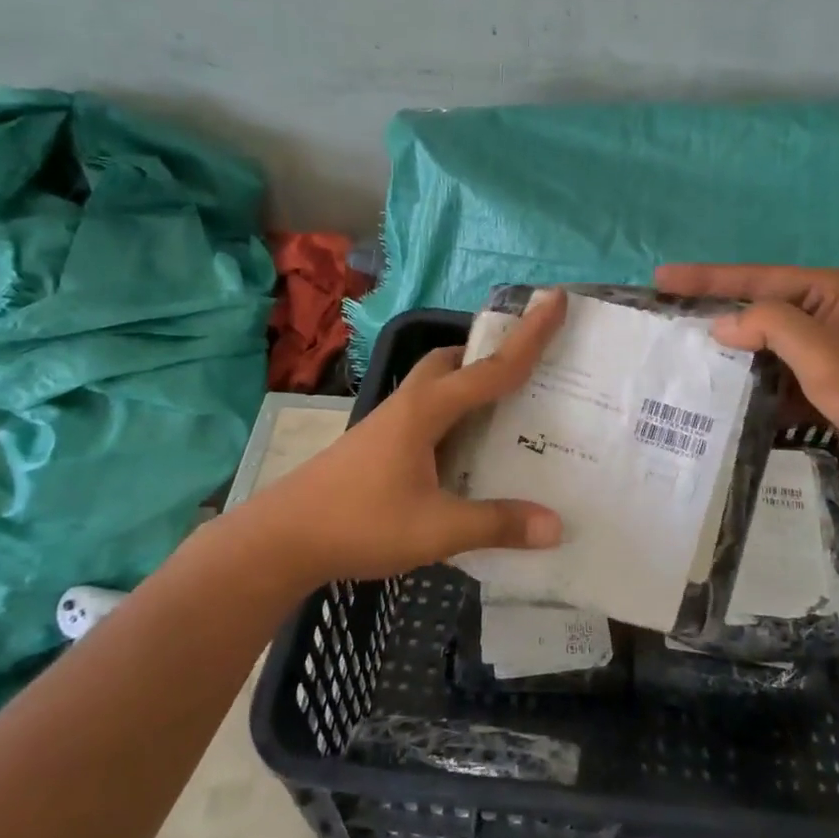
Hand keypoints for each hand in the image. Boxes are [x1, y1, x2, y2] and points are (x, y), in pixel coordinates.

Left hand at [237, 291, 568, 586]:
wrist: (281, 539)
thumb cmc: (359, 523)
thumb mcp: (436, 529)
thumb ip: (496, 524)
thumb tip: (556, 526)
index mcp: (427, 410)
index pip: (491, 367)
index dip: (530, 335)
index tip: (557, 298)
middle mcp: (408, 405)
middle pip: (452, 361)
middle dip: (489, 354)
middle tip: (526, 368)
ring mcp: (388, 424)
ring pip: (436, 386)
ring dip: (468, 384)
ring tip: (503, 409)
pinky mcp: (377, 445)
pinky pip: (426, 414)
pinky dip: (453, 416)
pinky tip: (464, 452)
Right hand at [656, 264, 838, 484]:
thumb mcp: (823, 351)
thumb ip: (771, 327)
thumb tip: (723, 326)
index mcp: (824, 292)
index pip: (754, 279)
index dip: (705, 279)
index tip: (661, 280)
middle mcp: (820, 314)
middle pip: (753, 310)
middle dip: (712, 315)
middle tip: (665, 318)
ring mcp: (819, 351)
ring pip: (760, 347)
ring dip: (727, 356)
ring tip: (682, 360)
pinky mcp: (817, 384)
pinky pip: (772, 377)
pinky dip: (748, 385)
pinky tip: (718, 396)